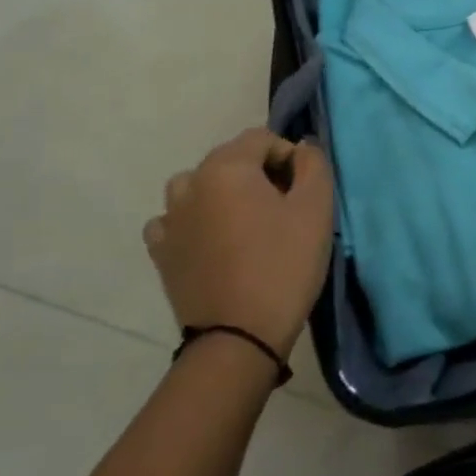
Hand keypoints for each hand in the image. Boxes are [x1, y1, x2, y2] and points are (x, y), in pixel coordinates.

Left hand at [144, 128, 334, 357]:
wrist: (239, 337)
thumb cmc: (284, 265)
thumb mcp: (315, 209)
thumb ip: (313, 164)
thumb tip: (301, 148)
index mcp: (225, 168)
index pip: (261, 138)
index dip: (289, 157)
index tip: (304, 190)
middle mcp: (189, 184)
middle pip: (230, 160)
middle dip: (259, 175)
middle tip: (284, 209)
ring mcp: (168, 219)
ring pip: (200, 188)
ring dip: (224, 196)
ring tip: (248, 226)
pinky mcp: (160, 252)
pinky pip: (177, 221)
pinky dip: (196, 222)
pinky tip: (215, 244)